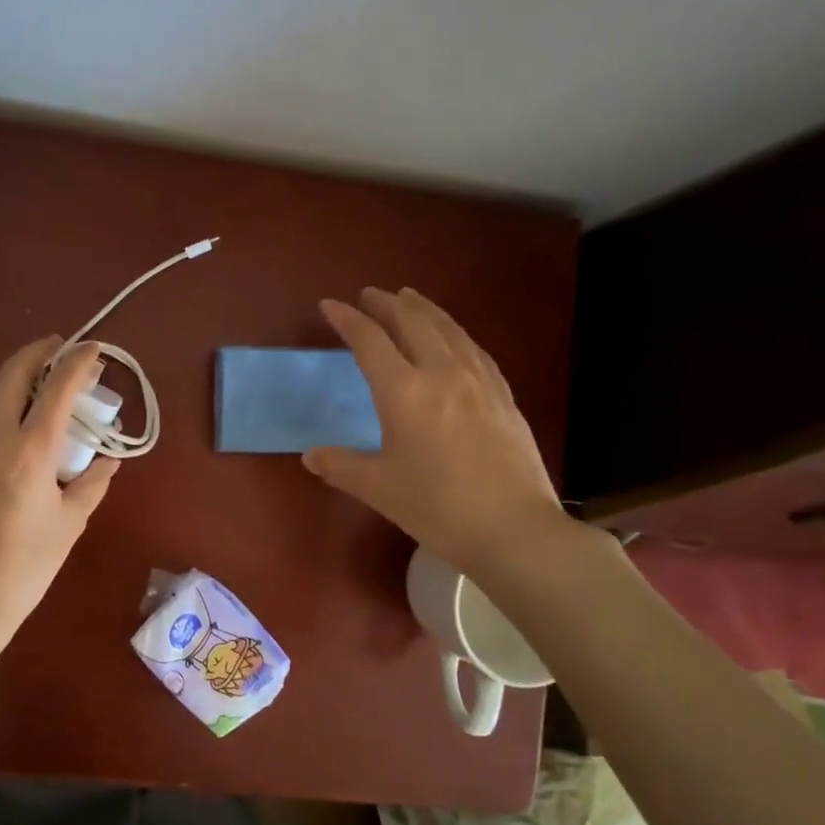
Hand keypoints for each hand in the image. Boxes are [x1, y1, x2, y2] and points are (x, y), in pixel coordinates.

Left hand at [0, 337, 117, 643]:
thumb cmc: (25, 566)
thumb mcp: (70, 523)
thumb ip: (92, 483)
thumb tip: (110, 459)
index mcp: (29, 451)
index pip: (57, 389)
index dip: (77, 362)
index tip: (93, 349)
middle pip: (12, 373)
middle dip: (38, 353)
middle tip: (60, 349)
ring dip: (14, 375)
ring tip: (38, 379)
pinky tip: (12, 418)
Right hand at [304, 288, 589, 576]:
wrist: (513, 529)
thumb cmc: (438, 507)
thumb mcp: (379, 489)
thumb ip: (341, 467)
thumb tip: (311, 456)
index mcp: (405, 392)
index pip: (370, 341)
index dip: (347, 319)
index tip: (330, 305)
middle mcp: (443, 373)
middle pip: (412, 323)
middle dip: (387, 304)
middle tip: (370, 294)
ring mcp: (479, 382)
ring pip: (449, 330)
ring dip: (424, 309)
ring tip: (410, 298)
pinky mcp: (504, 397)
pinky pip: (475, 350)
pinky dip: (456, 333)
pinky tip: (455, 338)